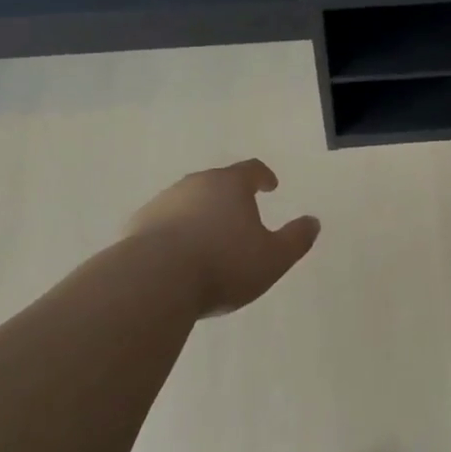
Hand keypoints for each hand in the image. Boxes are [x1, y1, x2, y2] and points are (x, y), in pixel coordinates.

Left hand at [125, 159, 319, 318]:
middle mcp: (195, 184)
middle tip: (239, 215)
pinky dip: (173, 233)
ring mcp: (162, 202)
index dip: (263, 176)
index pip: (251, 169)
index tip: (270, 185)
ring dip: (200, 215)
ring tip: (208, 240)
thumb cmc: (222, 264)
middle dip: (229, 196)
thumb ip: (296, 239)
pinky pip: (162, 224)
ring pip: (187, 202)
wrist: (153, 281)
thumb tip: (313, 222)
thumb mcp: (273, 258)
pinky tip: (176, 257)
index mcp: (229, 184)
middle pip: (217, 183)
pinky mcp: (137, 225)